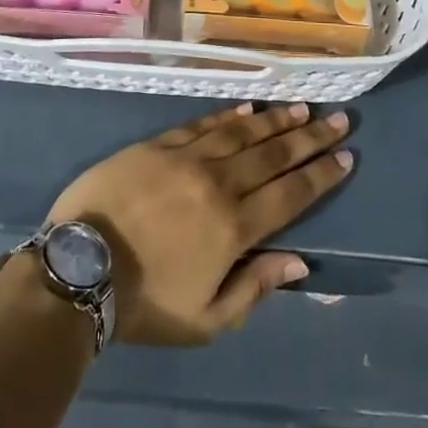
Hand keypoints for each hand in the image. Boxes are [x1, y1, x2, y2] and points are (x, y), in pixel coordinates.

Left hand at [47, 103, 352, 345]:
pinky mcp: (159, 144)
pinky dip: (228, 115)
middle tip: (339, 121)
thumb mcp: (206, 319)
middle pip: (274, 155)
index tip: (346, 157)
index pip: (291, 194)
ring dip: (275, 120)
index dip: (321, 175)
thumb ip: (254, 287)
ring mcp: (187, 158)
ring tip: (301, 108)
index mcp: (234, 227)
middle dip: (310, 138)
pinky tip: (247, 108)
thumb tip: (299, 262)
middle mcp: (218, 183)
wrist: (80, 267)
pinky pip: (202, 124)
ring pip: (242, 133)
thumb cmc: (145, 303)